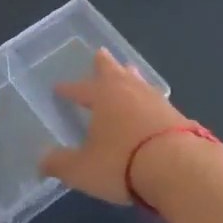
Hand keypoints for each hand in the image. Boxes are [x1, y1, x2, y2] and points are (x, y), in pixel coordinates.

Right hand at [39, 49, 194, 205]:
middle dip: (105, 64)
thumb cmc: (122, 163)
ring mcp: (157, 101)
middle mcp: (129, 90)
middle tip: (100, 52)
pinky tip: (151, 107)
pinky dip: (148, 100)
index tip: (59, 88)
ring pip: (139, 81)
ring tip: (129, 71)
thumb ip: (60, 164)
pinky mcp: (179, 116)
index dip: (68, 89)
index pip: (80, 89)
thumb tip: (42, 162)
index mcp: (103, 96)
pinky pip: (156, 101)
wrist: (180, 168)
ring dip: (130, 76)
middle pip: (114, 71)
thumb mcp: (82, 169)